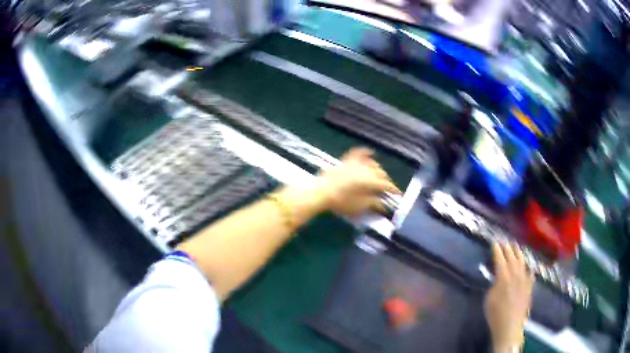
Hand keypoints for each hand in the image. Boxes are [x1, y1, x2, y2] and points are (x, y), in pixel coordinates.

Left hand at [315, 147, 400, 216]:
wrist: (321, 192)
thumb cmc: (341, 202)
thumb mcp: (359, 206)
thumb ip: (374, 203)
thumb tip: (383, 203)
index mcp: (370, 181)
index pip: (387, 184)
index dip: (394, 190)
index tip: (398, 195)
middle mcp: (366, 169)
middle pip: (381, 173)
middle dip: (386, 181)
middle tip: (386, 189)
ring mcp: (356, 163)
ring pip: (373, 164)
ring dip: (378, 170)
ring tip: (378, 177)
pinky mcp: (347, 160)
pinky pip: (359, 153)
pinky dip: (366, 153)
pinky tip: (370, 152)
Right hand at [485, 242, 534, 351]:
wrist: (510, 326)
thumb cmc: (495, 314)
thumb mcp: (489, 299)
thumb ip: (494, 284)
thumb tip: (498, 276)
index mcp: (503, 277)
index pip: (500, 259)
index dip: (497, 250)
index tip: (494, 242)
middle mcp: (516, 274)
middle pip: (512, 257)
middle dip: (507, 248)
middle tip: (503, 241)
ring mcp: (525, 279)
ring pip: (522, 261)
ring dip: (518, 252)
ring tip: (515, 246)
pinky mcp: (530, 285)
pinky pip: (530, 272)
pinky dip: (527, 267)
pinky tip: (527, 265)